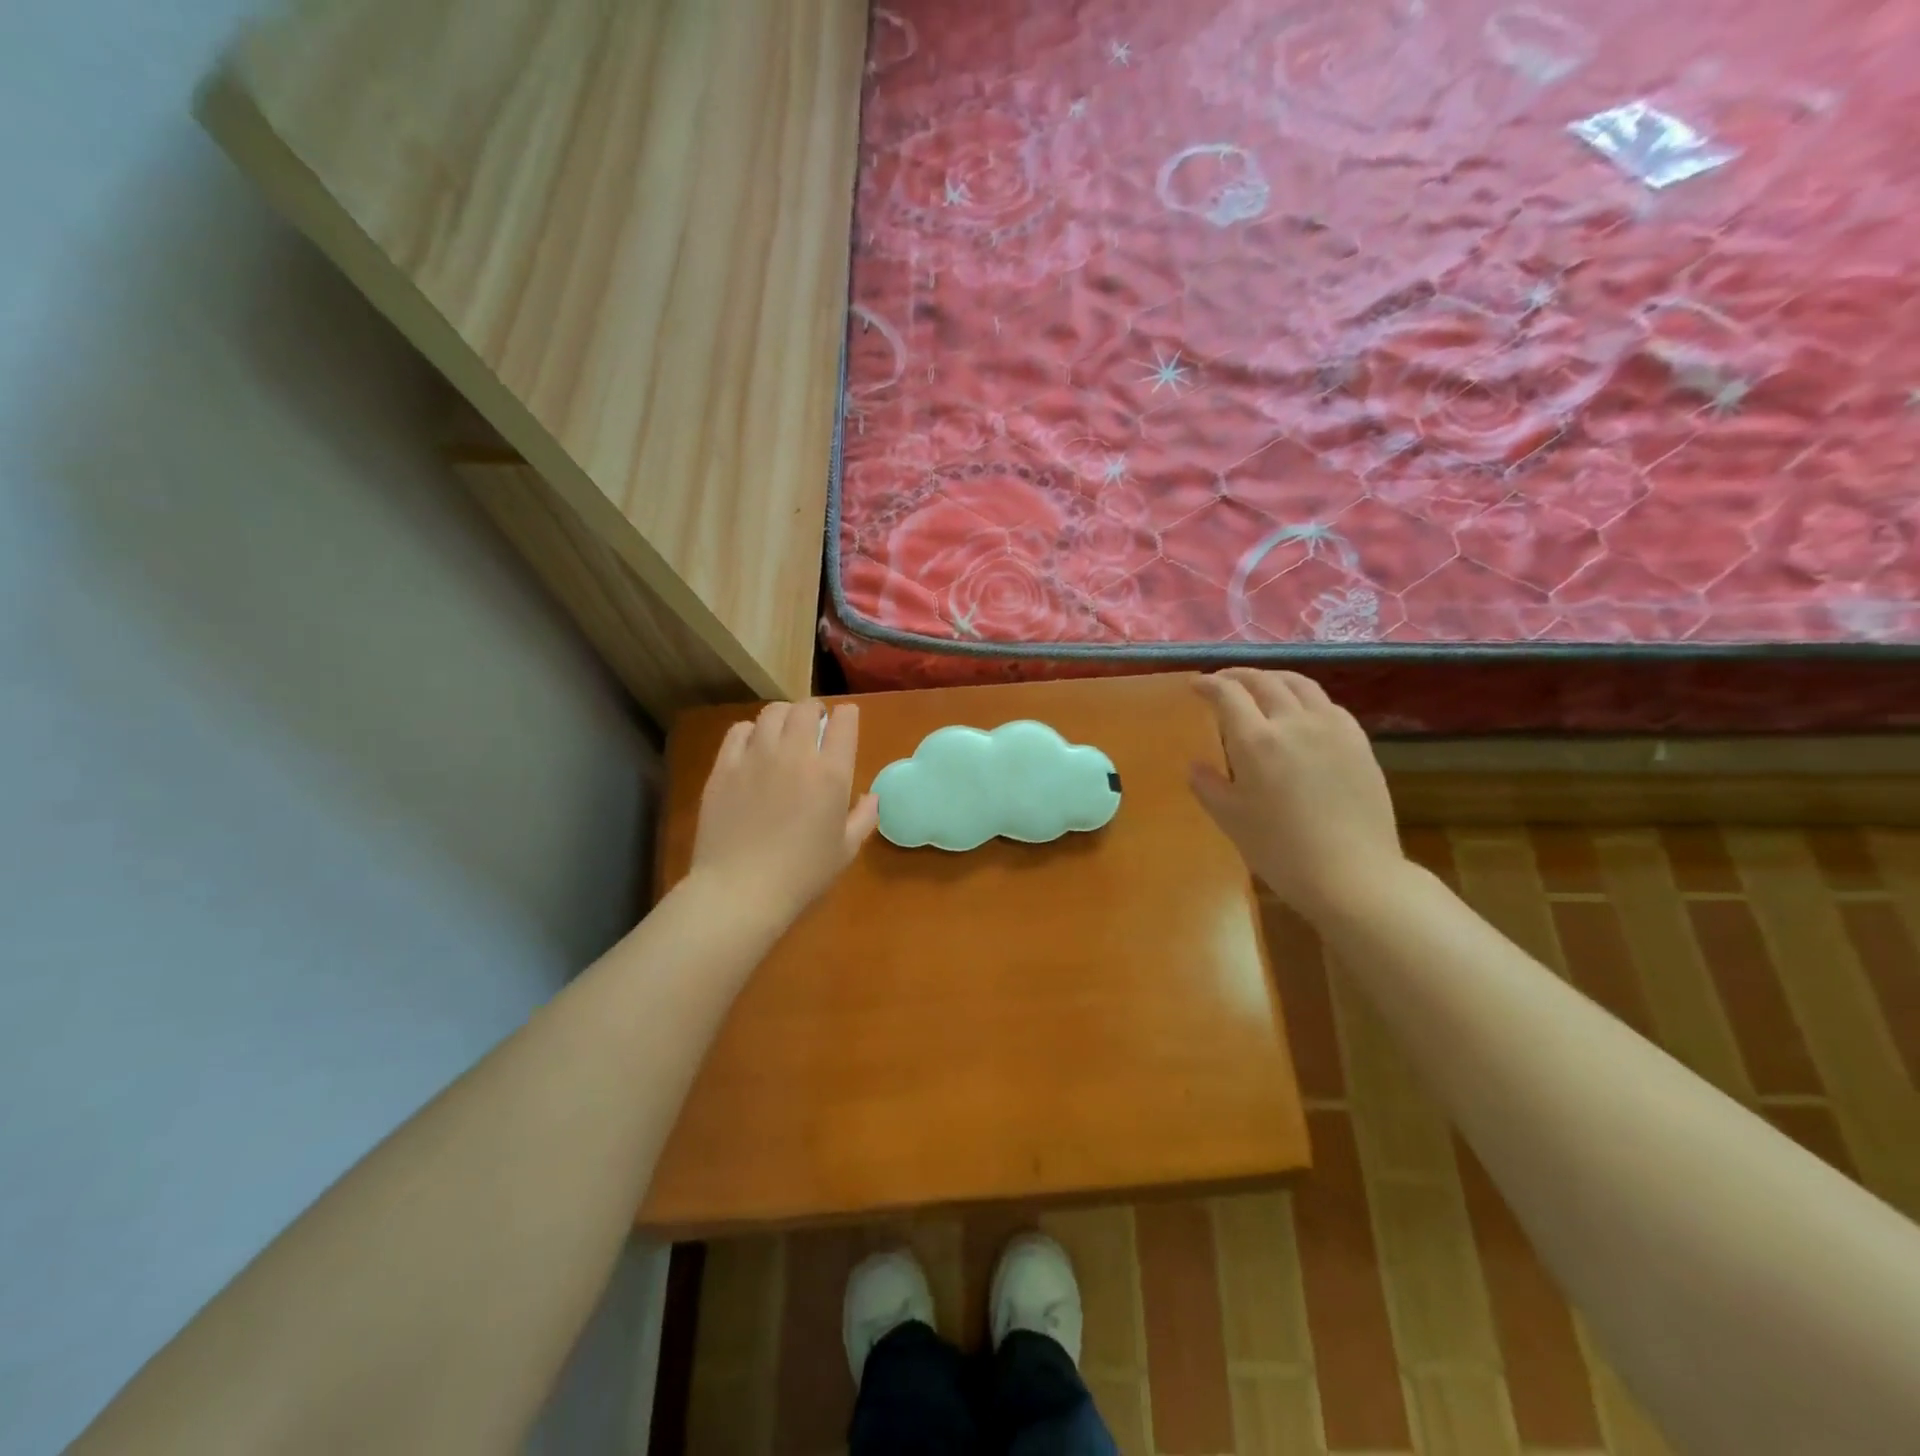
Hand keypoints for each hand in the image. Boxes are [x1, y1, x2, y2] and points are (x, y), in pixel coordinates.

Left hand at [690, 700, 879, 923]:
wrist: (741, 890)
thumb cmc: (802, 875)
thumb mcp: (845, 850)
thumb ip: (863, 818)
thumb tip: (872, 798)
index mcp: (831, 773)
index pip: (844, 722)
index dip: (847, 716)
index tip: (845, 721)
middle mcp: (795, 754)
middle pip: (806, 708)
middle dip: (815, 710)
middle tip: (815, 724)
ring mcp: (756, 757)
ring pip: (772, 712)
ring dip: (784, 716)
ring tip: (784, 730)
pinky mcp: (724, 767)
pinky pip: (738, 731)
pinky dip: (751, 731)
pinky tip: (753, 745)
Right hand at [1189, 669, 1403, 919]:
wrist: (1353, 875)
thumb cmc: (1281, 851)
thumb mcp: (1231, 820)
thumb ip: (1208, 786)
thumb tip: (1196, 766)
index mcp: (1256, 741)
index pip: (1227, 694)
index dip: (1208, 685)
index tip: (1196, 685)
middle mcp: (1294, 722)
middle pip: (1264, 681)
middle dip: (1238, 675)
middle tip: (1223, 681)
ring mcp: (1332, 728)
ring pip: (1300, 684)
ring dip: (1273, 678)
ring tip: (1261, 685)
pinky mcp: (1359, 741)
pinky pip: (1327, 704)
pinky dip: (1304, 697)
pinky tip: (1301, 712)